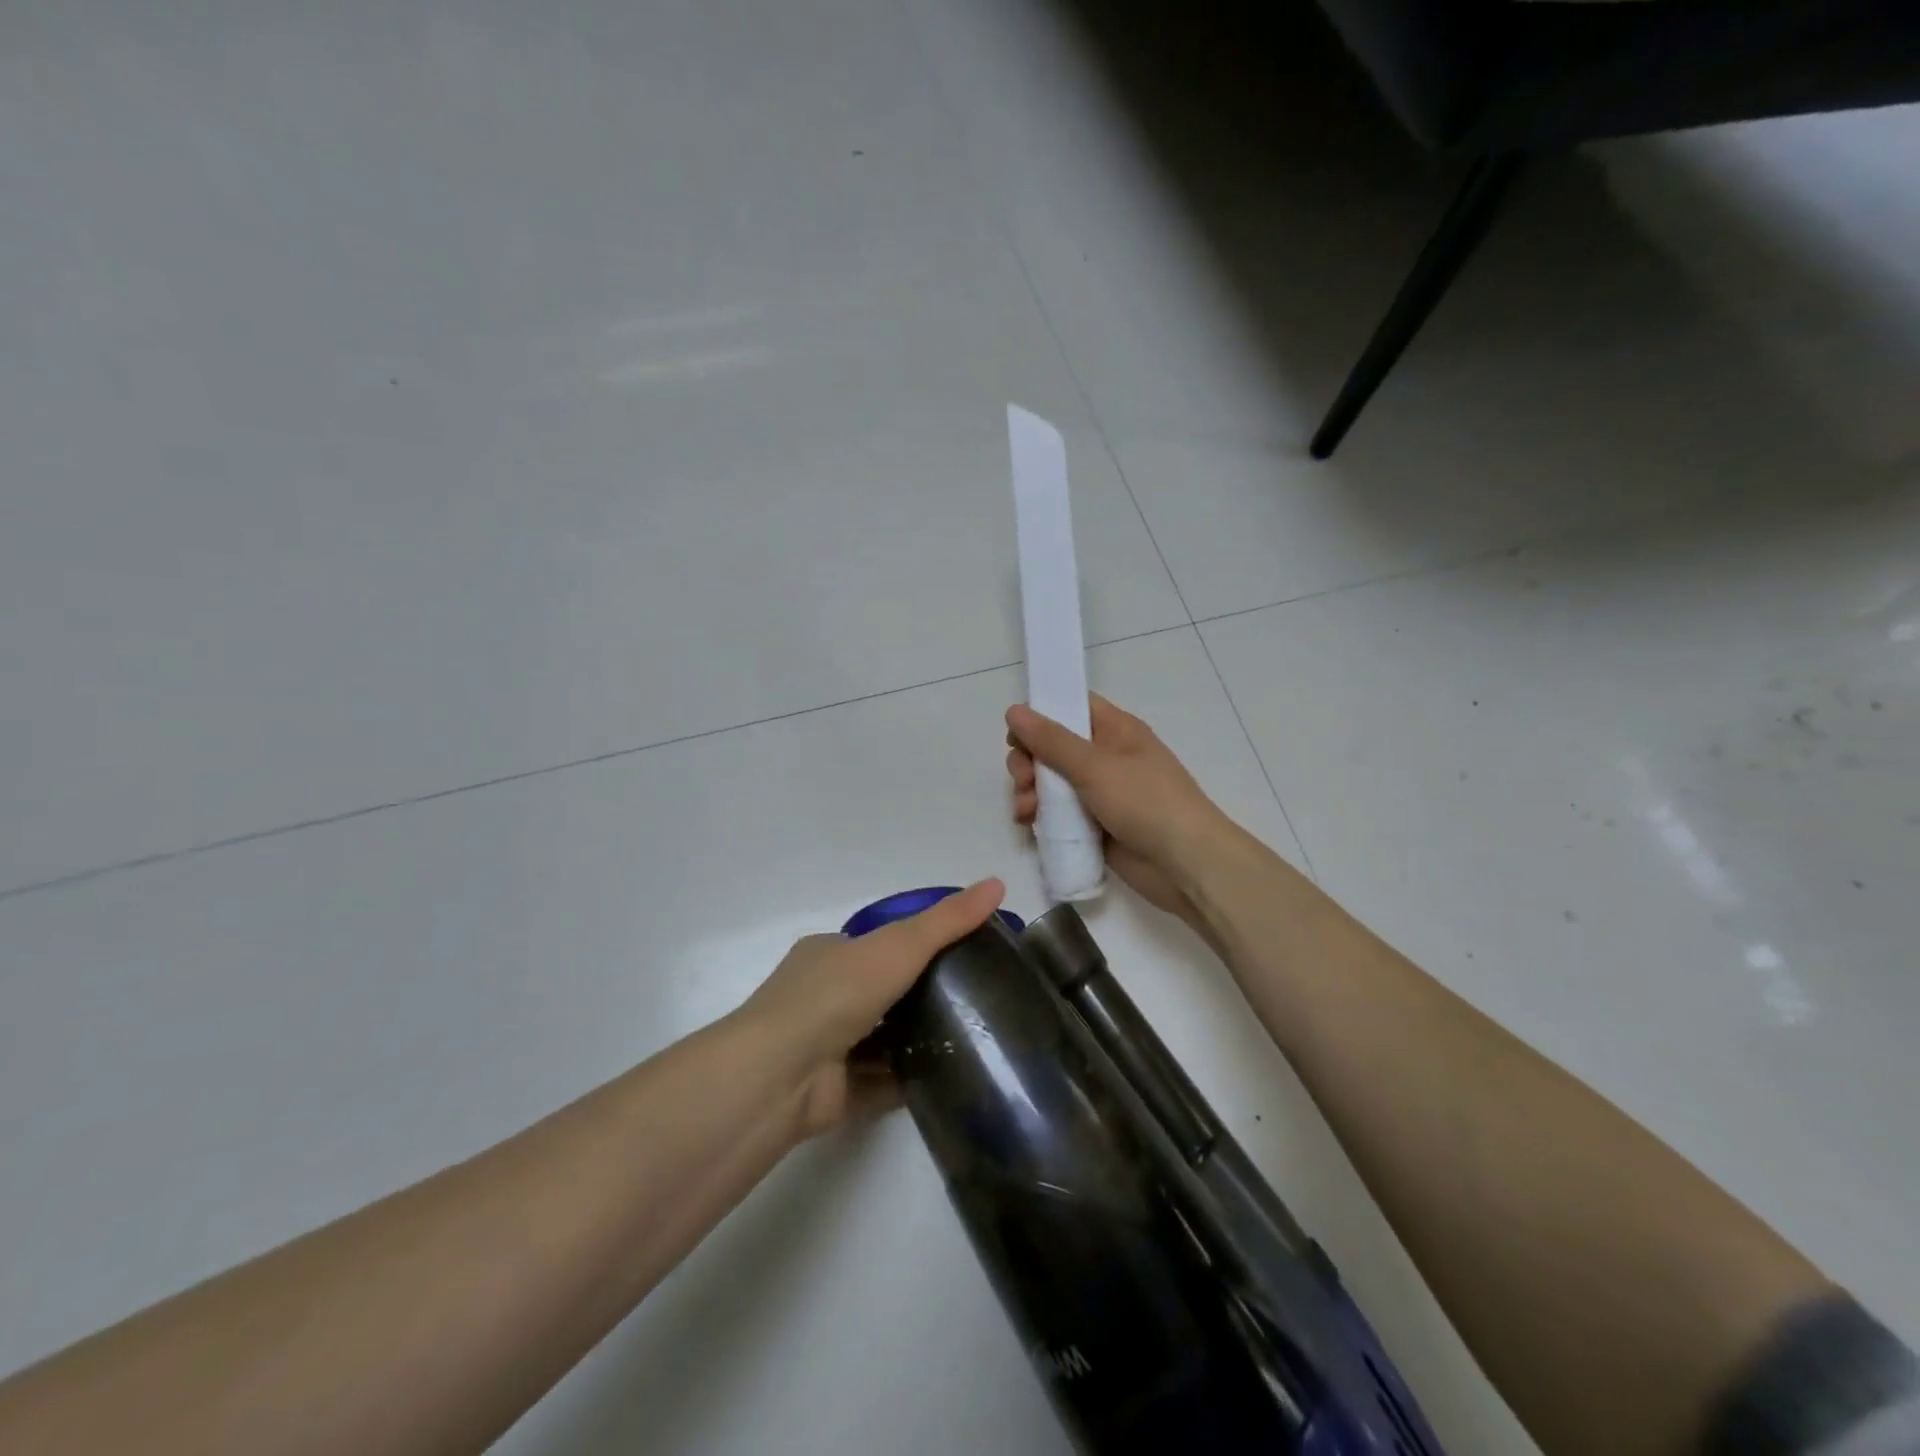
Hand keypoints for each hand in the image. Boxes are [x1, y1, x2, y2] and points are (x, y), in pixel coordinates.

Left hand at [739, 879, 1004, 1136]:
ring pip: (883, 1037)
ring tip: (975, 1036)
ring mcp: (827, 1045)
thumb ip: (947, 921)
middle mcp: (823, 996)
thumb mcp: (899, 945)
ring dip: (918, 1038)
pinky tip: (951, 1076)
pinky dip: (910, 1077)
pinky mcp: (836, 1091)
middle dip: (923, 993)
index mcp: (829, 953)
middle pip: (883, 990)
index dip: (918, 943)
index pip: (879, 942)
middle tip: (978, 996)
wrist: (782, 1075)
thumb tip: (998, 883)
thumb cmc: (836, 994)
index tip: (964, 950)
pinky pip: (882, 1080)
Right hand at [1006, 696, 1230, 922]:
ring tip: (1025, 811)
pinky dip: (1041, 815)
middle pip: (1053, 747)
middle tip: (1023, 780)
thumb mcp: (1094, 765)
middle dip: (1029, 761)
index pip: (1072, 707)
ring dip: (1030, 791)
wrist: (1185, 864)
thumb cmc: (1145, 802)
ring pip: (1051, 782)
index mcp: (1115, 730)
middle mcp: (1105, 757)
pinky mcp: (1094, 825)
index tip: (1015, 734)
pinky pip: (1058, 812)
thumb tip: (1014, 711)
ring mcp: (1099, 793)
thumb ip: (1051, 740)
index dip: (1041, 715)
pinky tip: (1029, 825)